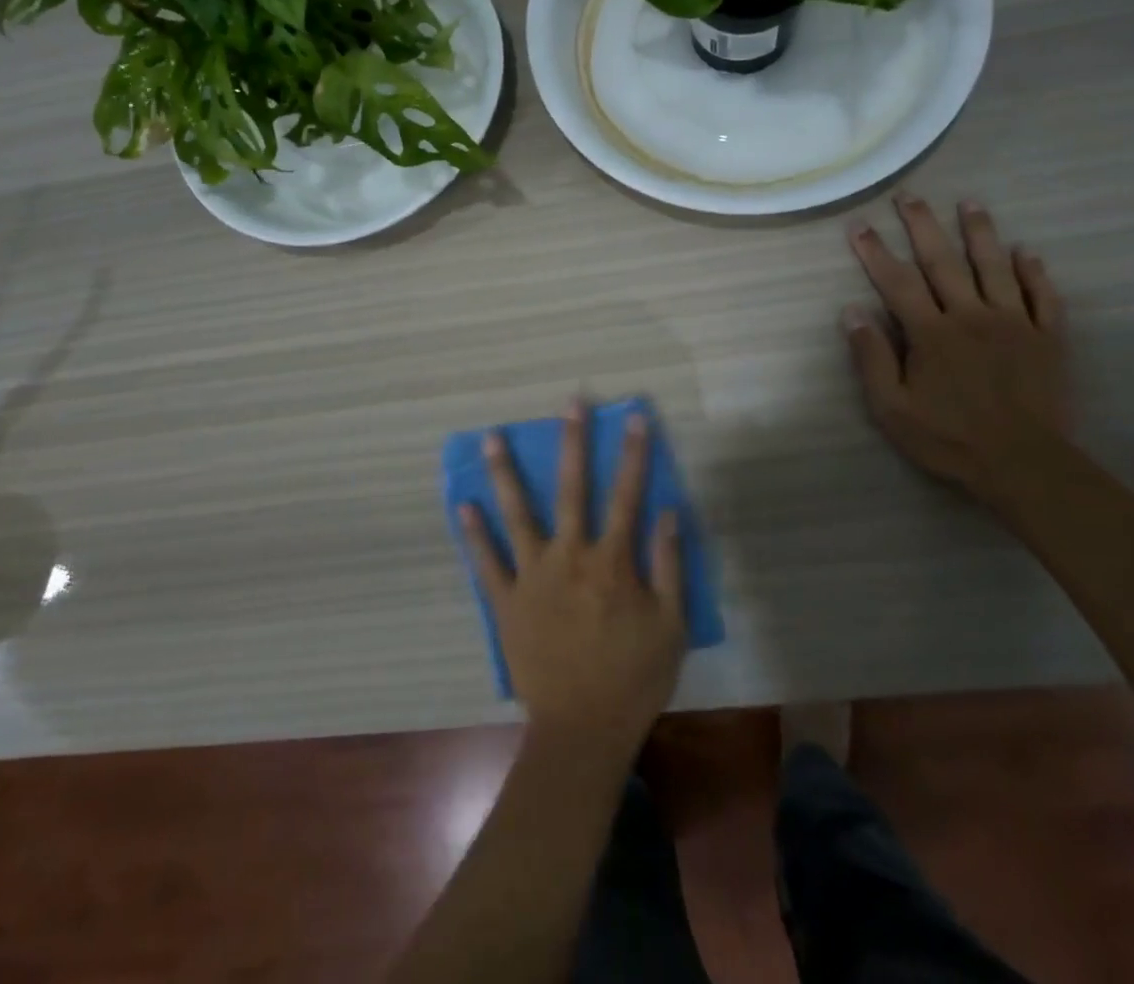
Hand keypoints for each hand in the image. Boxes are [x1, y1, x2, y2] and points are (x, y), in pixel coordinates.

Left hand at [463, 402, 685, 755]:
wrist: (582, 730)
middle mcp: (569, 556)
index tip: (634, 417)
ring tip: (491, 436)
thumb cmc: (634, 677)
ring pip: (517, 513)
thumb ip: (669, 566)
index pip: (627, 495)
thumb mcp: (671, 625)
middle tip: (569, 403)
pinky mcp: (506, 600)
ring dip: (505, 473)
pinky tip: (462, 504)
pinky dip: (474, 533)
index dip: (633, 454)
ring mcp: (532, 576)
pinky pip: (486, 561)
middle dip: (573, 442)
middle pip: (571, 489)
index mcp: (611, 561)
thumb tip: (668, 512)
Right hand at [844, 193, 1073, 499]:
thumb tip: (851, 311)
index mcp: (931, 332)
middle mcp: (972, 316)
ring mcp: (1015, 324)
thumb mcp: (892, 408)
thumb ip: (872, 357)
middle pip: (944, 261)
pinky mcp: (1048, 339)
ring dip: (980, 232)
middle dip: (923, 225)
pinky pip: (1043, 297)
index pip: (897, 282)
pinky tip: (1026, 252)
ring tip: (970, 202)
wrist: (1024, 465)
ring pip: (996, 267)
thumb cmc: (949, 438)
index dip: (875, 251)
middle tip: (910, 195)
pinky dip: (1034, 272)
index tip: (859, 225)